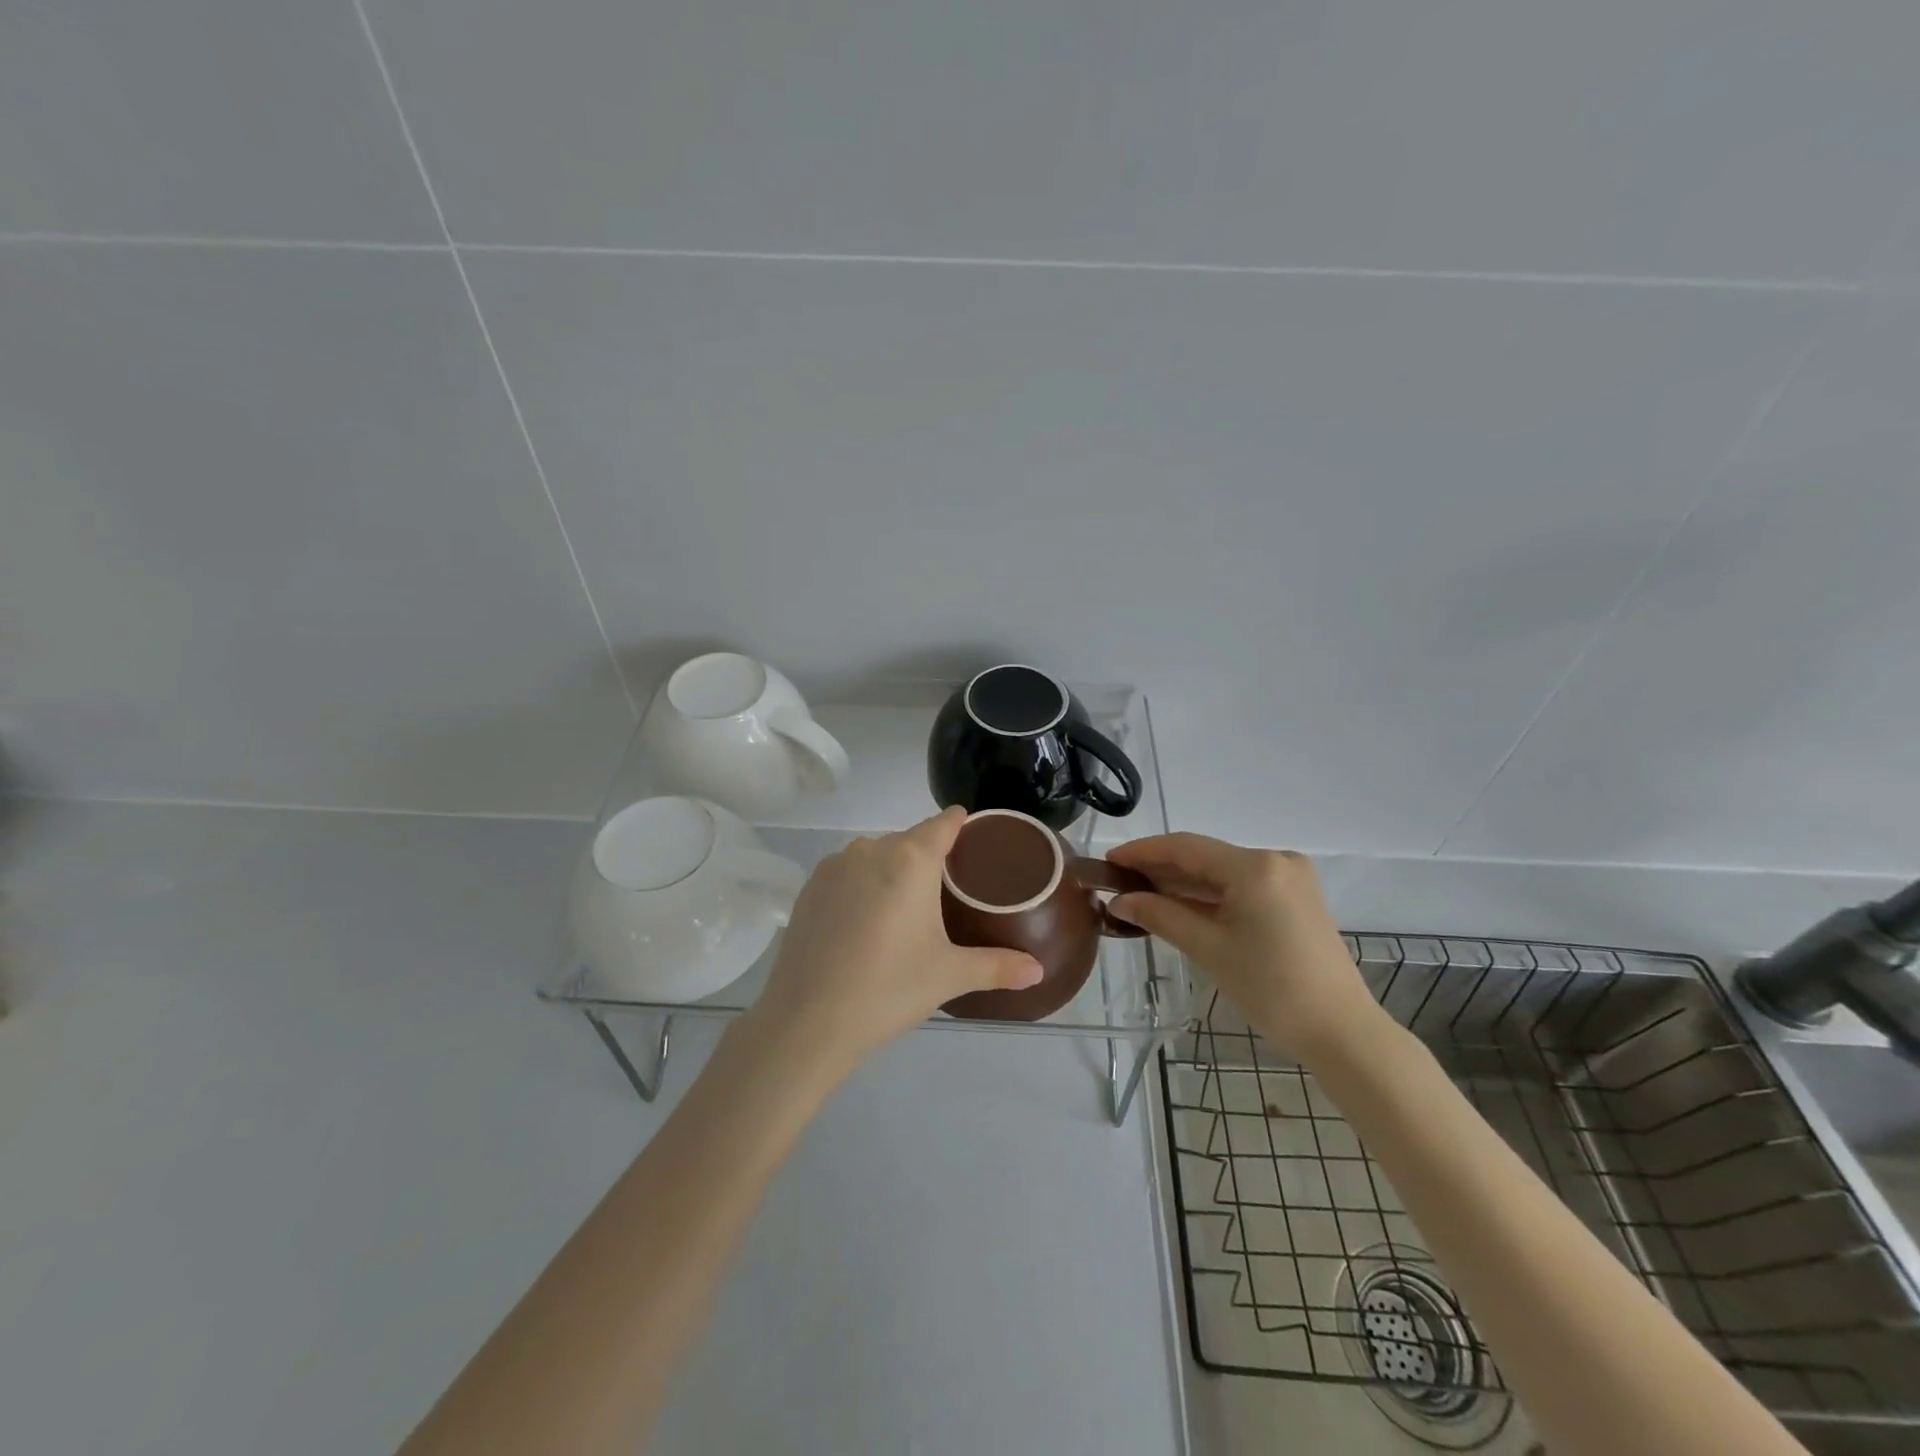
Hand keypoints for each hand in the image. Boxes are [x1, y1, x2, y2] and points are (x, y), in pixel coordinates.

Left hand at [747, 807, 1042, 1080]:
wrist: (806, 1022)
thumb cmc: (888, 990)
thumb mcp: (949, 976)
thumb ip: (997, 966)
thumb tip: (1039, 971)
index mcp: (910, 859)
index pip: (944, 823)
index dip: (962, 825)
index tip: (976, 839)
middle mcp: (870, 849)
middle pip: (910, 841)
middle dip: (929, 860)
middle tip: (946, 897)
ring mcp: (834, 866)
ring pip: (876, 857)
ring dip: (892, 874)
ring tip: (904, 914)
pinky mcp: (809, 888)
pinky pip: (848, 874)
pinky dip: (862, 888)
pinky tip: (865, 925)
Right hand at [1108, 834, 1381, 1062]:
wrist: (1341, 1032)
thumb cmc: (1271, 989)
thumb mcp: (1208, 949)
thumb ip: (1160, 915)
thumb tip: (1118, 900)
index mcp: (1255, 866)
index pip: (1185, 847)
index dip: (1143, 851)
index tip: (1108, 861)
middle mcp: (1275, 860)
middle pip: (1204, 857)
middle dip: (1161, 869)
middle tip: (1119, 882)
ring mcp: (1290, 878)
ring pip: (1222, 872)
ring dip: (1183, 883)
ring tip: (1140, 895)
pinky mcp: (1295, 898)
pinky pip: (1241, 886)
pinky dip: (1210, 896)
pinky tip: (1179, 905)